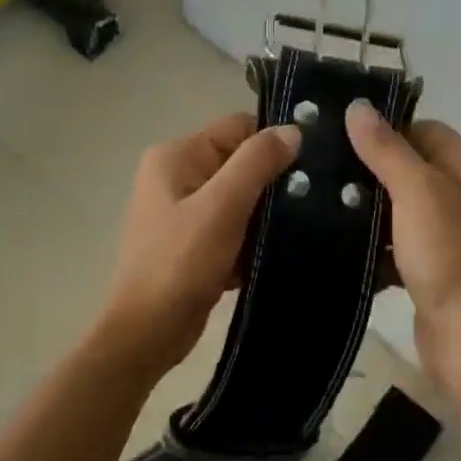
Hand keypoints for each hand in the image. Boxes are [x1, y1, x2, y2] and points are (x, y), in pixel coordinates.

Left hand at [101, 112, 301, 371]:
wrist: (147, 333)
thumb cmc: (180, 263)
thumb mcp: (222, 207)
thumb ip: (257, 162)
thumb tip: (293, 129)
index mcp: (176, 156)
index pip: (237, 127)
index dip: (273, 141)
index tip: (313, 164)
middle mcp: (176, 175)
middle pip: (239, 162)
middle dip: (272, 182)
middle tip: (313, 201)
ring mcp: (182, 210)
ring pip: (239, 198)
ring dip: (264, 215)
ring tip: (302, 228)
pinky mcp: (191, 242)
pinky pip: (231, 227)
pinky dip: (250, 240)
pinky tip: (273, 255)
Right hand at [345, 101, 460, 400]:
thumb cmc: (449, 256)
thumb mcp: (417, 192)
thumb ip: (387, 149)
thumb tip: (358, 106)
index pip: (424, 129)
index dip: (387, 126)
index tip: (339, 131)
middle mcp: (458, 197)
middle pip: (409, 168)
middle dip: (368, 168)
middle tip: (319, 167)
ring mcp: (445, 237)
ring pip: (398, 210)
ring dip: (365, 209)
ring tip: (316, 202)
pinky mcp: (428, 270)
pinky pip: (394, 247)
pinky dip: (371, 247)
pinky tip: (335, 246)